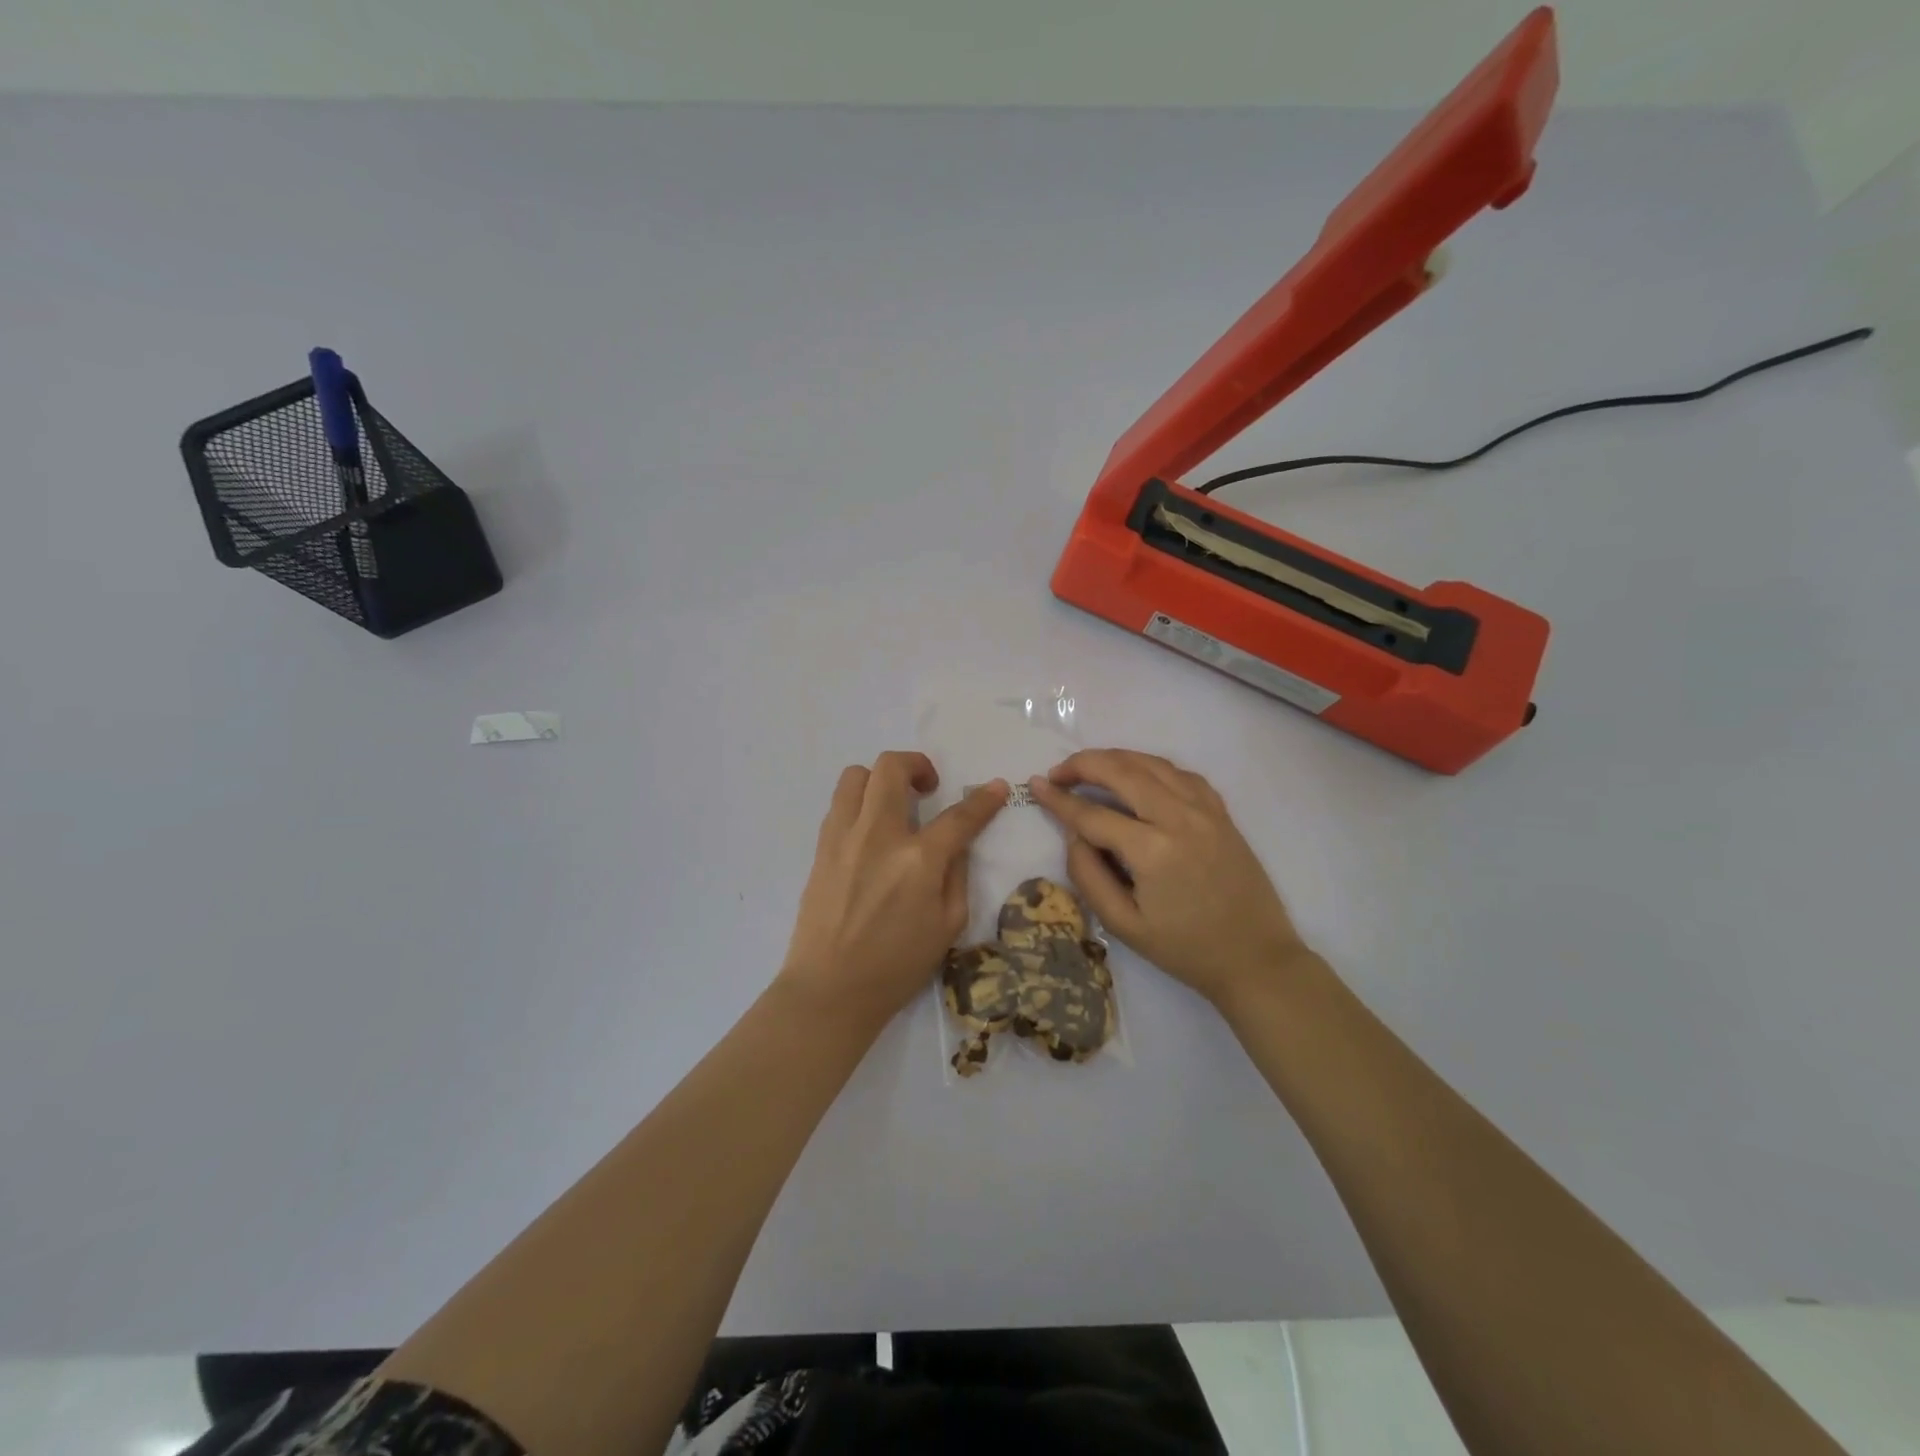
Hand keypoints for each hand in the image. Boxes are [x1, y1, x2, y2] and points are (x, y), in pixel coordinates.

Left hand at [779, 752, 1005, 1025]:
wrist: (830, 989)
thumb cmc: (897, 966)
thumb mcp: (948, 926)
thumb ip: (957, 875)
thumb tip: (955, 844)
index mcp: (918, 860)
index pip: (959, 816)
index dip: (984, 799)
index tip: (997, 787)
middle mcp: (878, 836)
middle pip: (892, 768)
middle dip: (918, 765)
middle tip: (929, 788)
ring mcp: (843, 838)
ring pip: (856, 775)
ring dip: (881, 779)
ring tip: (894, 803)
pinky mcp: (821, 848)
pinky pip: (840, 804)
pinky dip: (860, 803)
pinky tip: (871, 831)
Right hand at [1026, 749, 1308, 1008]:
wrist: (1255, 958)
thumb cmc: (1185, 949)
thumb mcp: (1123, 925)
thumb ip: (1089, 876)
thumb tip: (1074, 834)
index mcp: (1152, 851)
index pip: (1092, 814)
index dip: (1059, 799)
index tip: (1035, 785)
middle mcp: (1179, 818)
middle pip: (1122, 771)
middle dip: (1083, 764)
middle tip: (1058, 772)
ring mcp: (1205, 810)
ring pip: (1152, 763)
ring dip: (1115, 758)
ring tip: (1090, 767)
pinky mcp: (1221, 812)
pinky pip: (1181, 773)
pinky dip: (1152, 766)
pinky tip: (1138, 776)